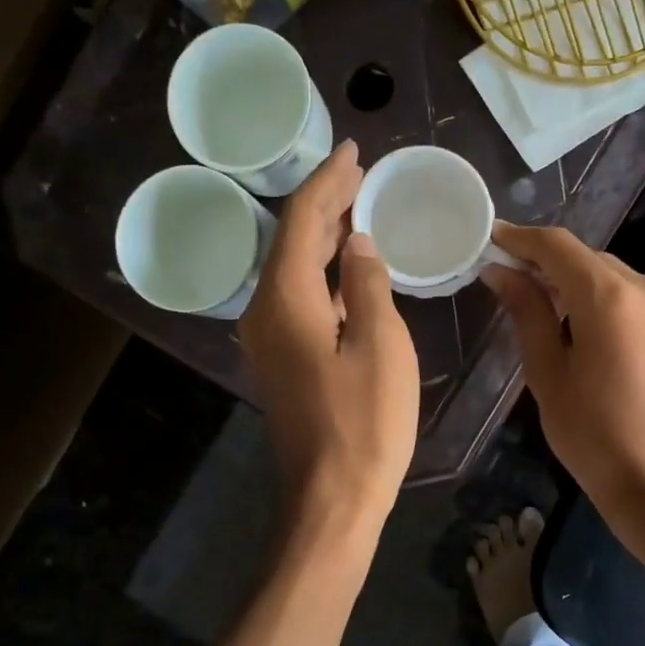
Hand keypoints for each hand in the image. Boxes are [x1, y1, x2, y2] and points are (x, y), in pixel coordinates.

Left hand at [240, 142, 417, 526]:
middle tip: (360, 172)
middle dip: (325, 202)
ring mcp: (269, 338)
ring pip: (294, 268)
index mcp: (286, 299)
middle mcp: (264, 311)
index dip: (329, 181)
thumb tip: (360, 244)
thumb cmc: (365, 422)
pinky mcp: (281, 358)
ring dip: (324, 236)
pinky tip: (349, 267)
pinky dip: (323, 271)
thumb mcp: (380, 345)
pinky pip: (299, 296)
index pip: (303, 221)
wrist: (333, 496)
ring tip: (358, 206)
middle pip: (292, 240)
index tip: (353, 149)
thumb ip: (369, 284)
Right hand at [484, 223, 644, 529]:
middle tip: (503, 275)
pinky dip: (595, 295)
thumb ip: (527, 313)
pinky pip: (626, 292)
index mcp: (611, 298)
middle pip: (584, 258)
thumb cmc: (593, 436)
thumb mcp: (548, 373)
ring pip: (606, 273)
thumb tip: (500, 272)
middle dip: (543, 261)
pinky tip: (571, 317)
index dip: (520, 239)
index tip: (489, 238)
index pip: (558, 247)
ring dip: (569, 279)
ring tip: (532, 298)